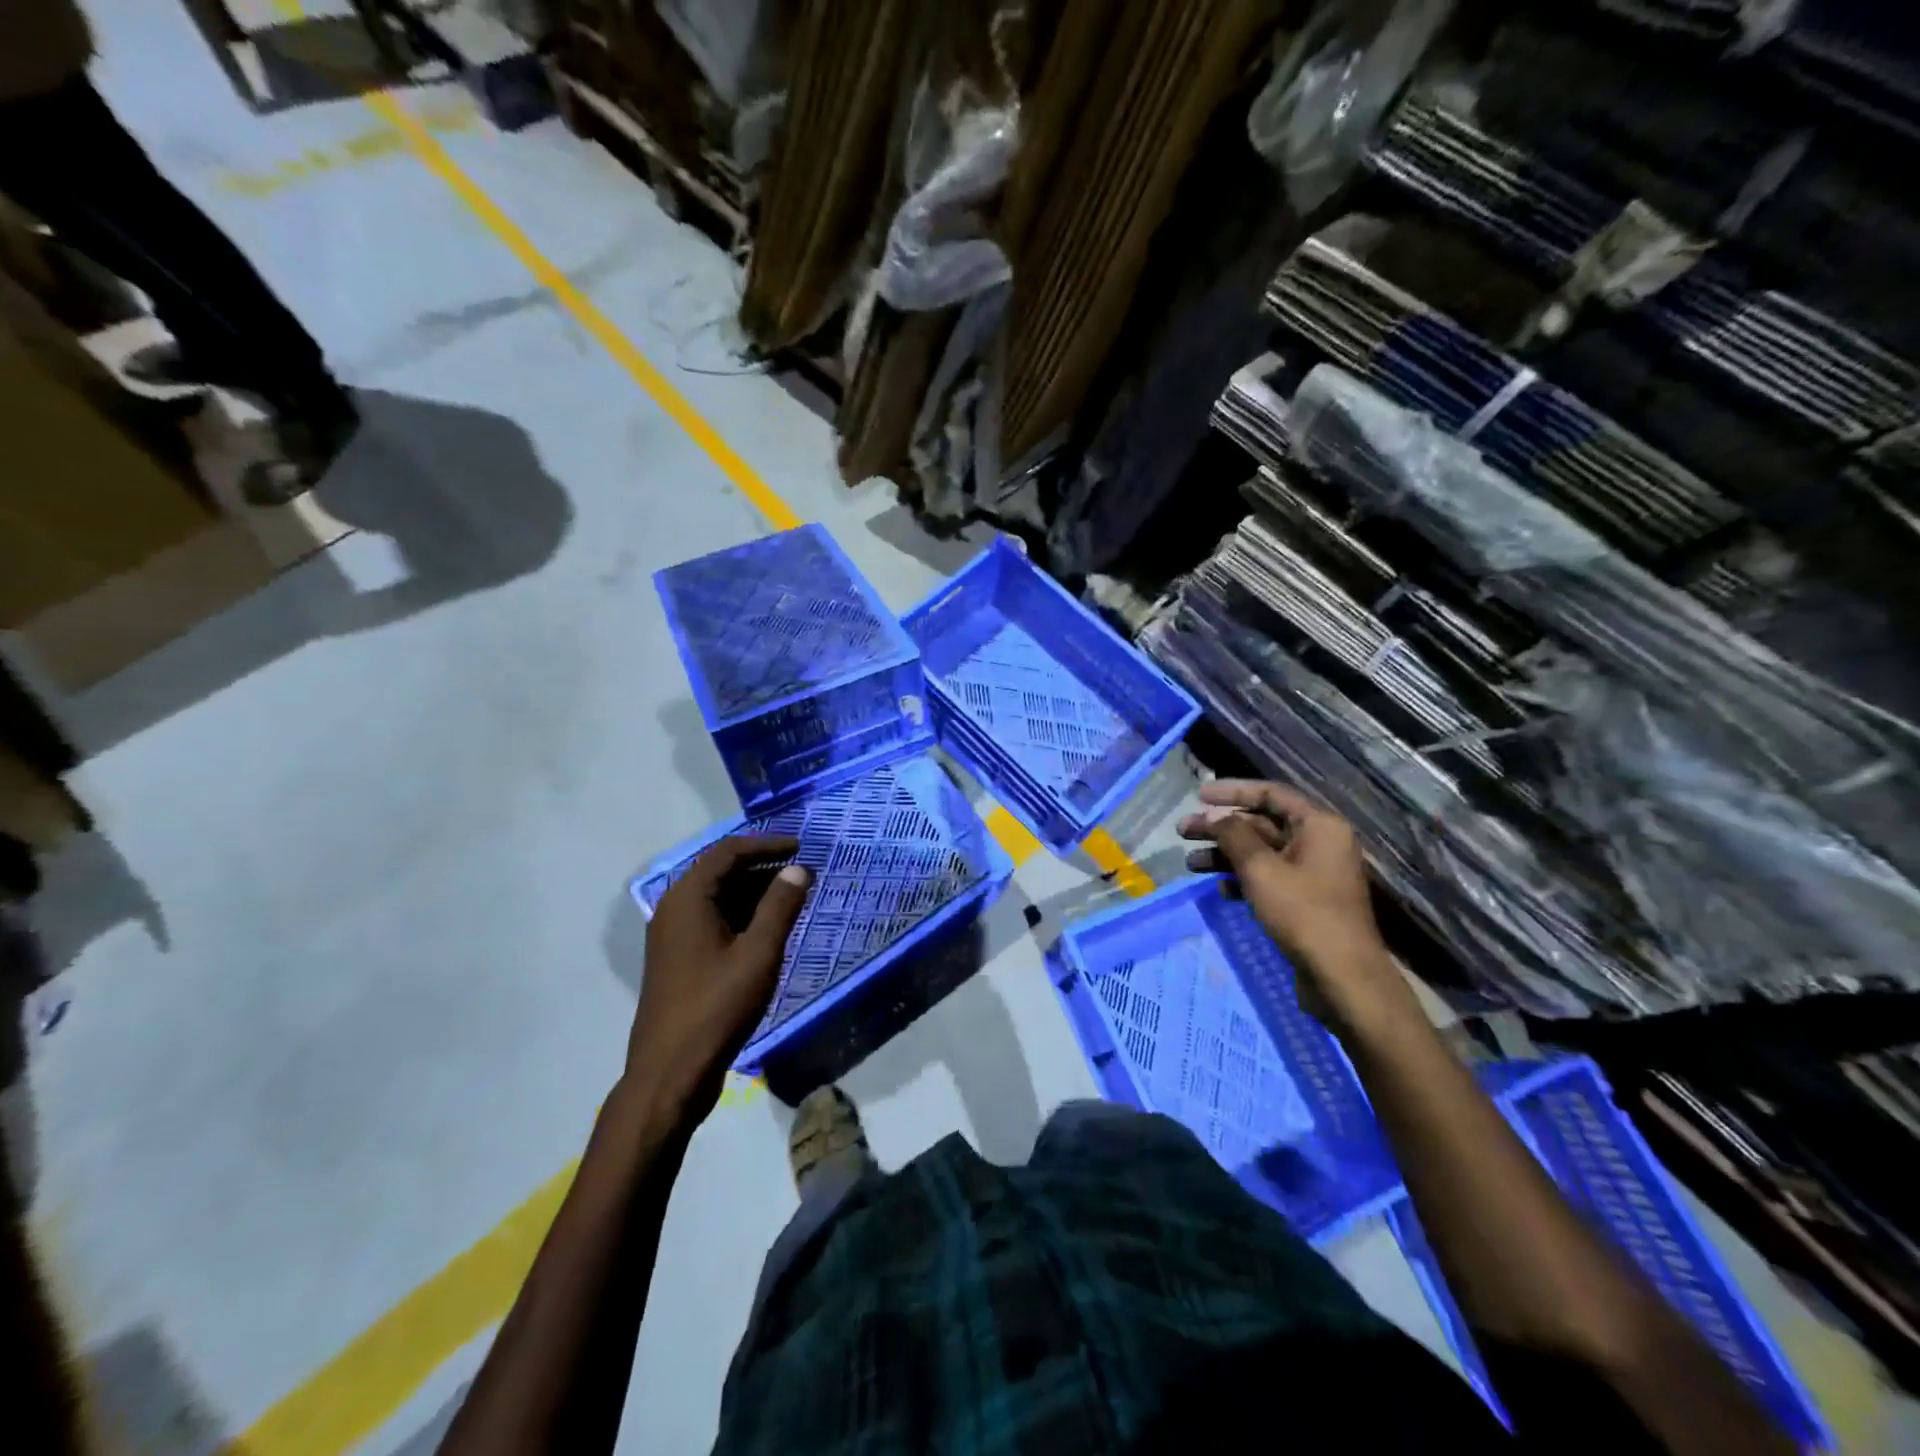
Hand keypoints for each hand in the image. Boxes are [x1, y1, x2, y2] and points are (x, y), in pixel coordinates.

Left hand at [629, 836, 810, 1116]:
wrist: (670, 1073)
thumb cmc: (717, 1007)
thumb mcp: (758, 953)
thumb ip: (780, 906)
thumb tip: (798, 869)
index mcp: (687, 898)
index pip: (728, 852)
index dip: (767, 844)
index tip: (802, 847)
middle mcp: (674, 909)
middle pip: (721, 871)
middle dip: (763, 867)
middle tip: (802, 872)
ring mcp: (673, 936)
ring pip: (718, 897)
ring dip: (755, 892)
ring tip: (793, 897)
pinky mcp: (678, 959)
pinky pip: (713, 920)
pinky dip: (742, 915)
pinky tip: (768, 928)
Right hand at [1178, 781, 1403, 1028]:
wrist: (1342, 977)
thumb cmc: (1303, 913)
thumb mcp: (1261, 869)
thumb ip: (1233, 835)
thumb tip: (1214, 816)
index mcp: (1318, 826)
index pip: (1270, 794)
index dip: (1231, 791)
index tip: (1198, 795)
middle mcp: (1319, 843)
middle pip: (1261, 824)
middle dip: (1220, 828)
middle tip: (1183, 832)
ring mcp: (1313, 873)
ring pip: (1261, 853)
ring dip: (1225, 855)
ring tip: (1191, 864)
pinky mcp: (1305, 900)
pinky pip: (1268, 878)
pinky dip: (1242, 879)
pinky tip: (1219, 890)